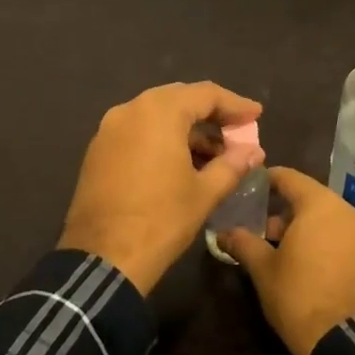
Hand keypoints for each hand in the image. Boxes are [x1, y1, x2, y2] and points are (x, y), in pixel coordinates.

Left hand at [58, 82, 264, 293]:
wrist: (102, 259)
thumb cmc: (161, 220)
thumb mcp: (204, 193)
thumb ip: (232, 165)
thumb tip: (254, 152)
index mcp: (159, 112)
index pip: (205, 94)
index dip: (235, 104)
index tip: (256, 115)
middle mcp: (131, 109)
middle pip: (179, 99)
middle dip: (210, 115)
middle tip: (237, 131)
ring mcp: (109, 129)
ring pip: (157, 115)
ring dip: (187, 129)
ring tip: (214, 155)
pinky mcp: (98, 150)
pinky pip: (138, 132)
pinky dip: (162, 139)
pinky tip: (181, 163)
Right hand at [221, 166, 354, 354]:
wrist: (350, 344)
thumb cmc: (300, 297)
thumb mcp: (264, 270)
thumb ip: (243, 244)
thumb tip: (223, 233)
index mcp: (320, 204)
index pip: (290, 178)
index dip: (268, 180)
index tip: (251, 187)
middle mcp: (348, 211)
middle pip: (312, 199)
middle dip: (287, 212)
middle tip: (264, 231)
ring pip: (332, 220)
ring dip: (309, 229)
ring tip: (288, 254)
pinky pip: (348, 240)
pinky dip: (330, 245)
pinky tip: (315, 268)